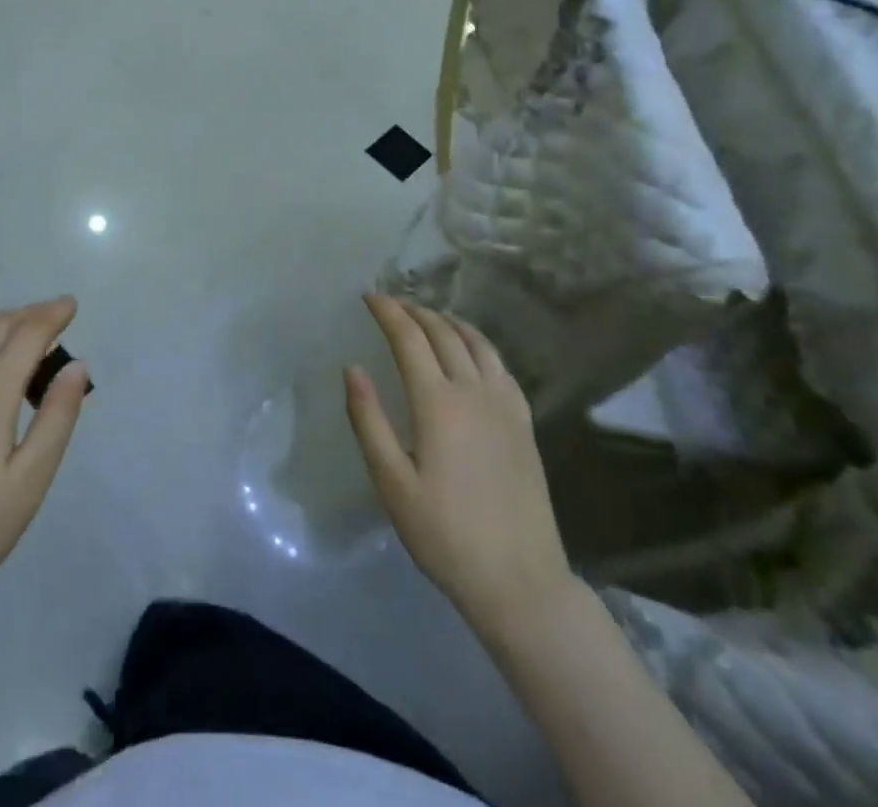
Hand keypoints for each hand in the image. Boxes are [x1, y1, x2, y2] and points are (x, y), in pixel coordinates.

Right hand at [344, 294, 573, 642]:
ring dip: (449, 321)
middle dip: (415, 311)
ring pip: (477, 344)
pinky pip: (501, 366)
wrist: (521, 582)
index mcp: (438, 404)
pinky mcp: (524, 425)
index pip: (409, 339)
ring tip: (429, 316)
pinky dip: (480, 344)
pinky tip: (472, 351)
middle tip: (392, 303)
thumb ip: (369, 420)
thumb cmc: (445, 535)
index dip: (388, 312)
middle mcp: (474, 393)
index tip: (369, 296)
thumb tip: (352, 368)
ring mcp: (505, 407)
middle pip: (443, 334)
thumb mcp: (392, 483)